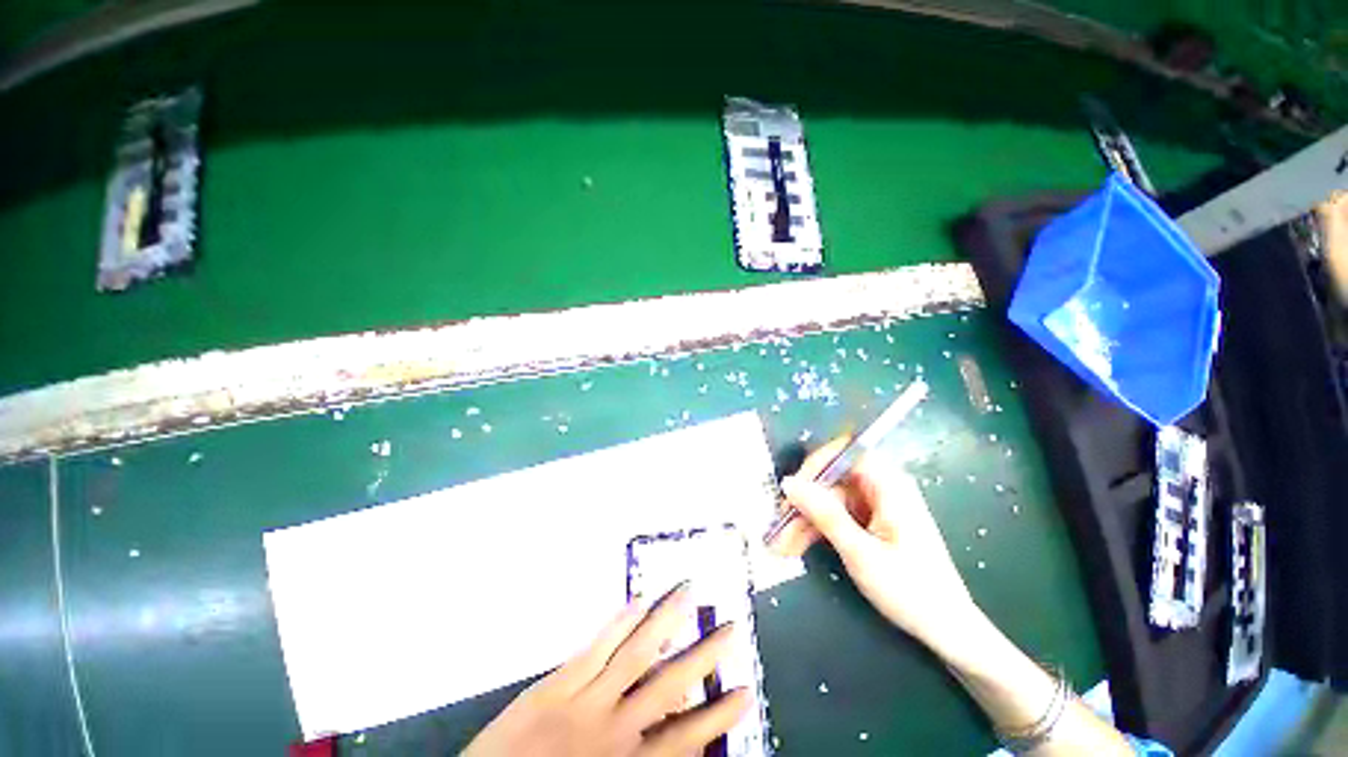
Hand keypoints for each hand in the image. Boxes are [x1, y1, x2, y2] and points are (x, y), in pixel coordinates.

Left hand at [462, 585, 751, 756]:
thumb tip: (674, 740)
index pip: (685, 738)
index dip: (717, 715)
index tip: (746, 691)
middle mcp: (614, 726)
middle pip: (668, 684)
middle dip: (703, 655)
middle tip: (730, 627)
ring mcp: (586, 697)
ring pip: (636, 652)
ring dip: (665, 620)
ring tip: (688, 593)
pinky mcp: (559, 680)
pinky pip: (597, 645)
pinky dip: (620, 621)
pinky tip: (638, 600)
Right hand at [767, 437, 977, 649]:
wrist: (948, 631)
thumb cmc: (910, 590)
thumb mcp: (860, 552)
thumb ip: (824, 514)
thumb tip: (789, 483)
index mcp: (888, 485)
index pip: (844, 453)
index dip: (815, 465)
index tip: (792, 490)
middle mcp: (881, 488)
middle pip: (832, 480)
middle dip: (803, 502)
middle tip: (779, 526)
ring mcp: (875, 506)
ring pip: (829, 500)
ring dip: (805, 520)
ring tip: (781, 545)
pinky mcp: (871, 523)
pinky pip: (836, 516)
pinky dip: (818, 530)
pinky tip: (797, 545)